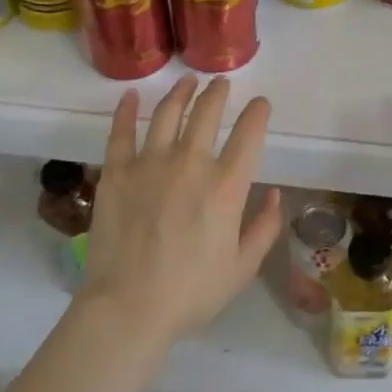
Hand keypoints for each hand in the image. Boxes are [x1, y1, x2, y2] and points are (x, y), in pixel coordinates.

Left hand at [77, 75, 282, 349]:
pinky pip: (122, 132)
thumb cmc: (190, 293)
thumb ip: (264, 228)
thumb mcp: (242, 268)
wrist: (128, 308)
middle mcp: (191, 163)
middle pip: (207, 113)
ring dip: (181, 93)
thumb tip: (274, 194)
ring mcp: (150, 163)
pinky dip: (126, 111)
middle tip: (221, 83)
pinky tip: (131, 96)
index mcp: (226, 186)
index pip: (249, 135)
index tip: (261, 104)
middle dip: (218, 93)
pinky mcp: (117, 172)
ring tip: (187, 82)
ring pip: (168, 113)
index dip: (258, 113)